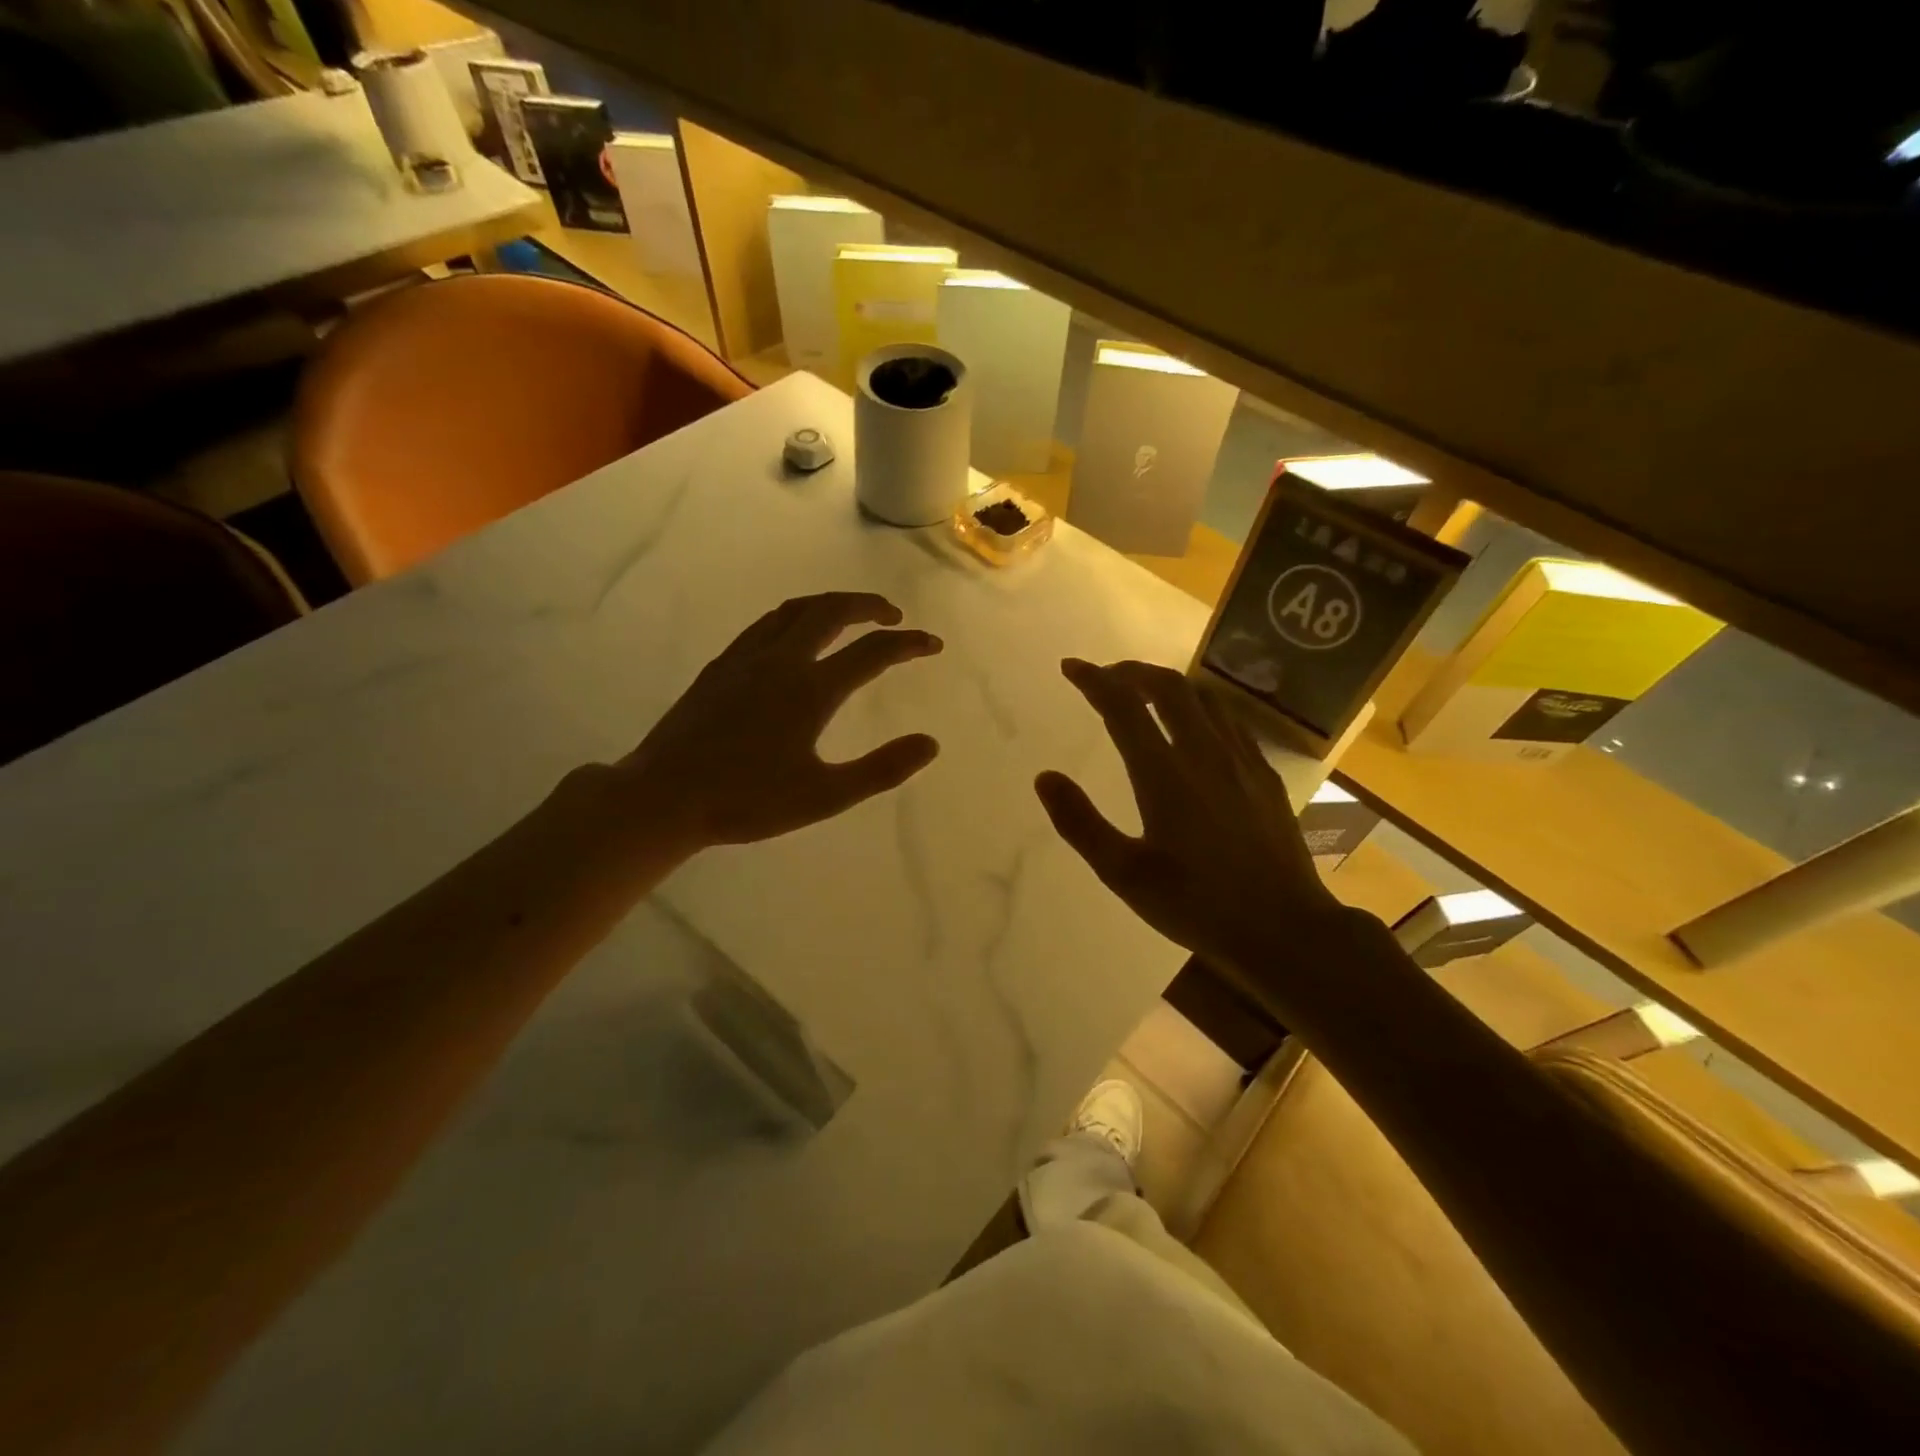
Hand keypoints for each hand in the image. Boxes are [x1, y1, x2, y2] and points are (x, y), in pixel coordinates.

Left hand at [615, 592, 941, 852]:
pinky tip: (792, 635)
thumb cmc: (746, 801)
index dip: (908, 645)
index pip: (872, 653)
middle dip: (867, 606)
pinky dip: (795, 617)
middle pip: (831, 611)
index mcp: (810, 690)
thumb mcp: (824, 796)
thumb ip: (881, 769)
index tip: (932, 644)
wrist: (663, 797)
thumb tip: (930, 744)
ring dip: (830, 605)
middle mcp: (780, 661)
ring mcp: (745, 659)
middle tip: (892, 616)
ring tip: (850, 615)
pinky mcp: (720, 667)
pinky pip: (766, 625)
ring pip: (794, 610)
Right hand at [1035, 659, 1343, 990]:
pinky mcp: (1265, 775)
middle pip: (1168, 687)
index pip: (1124, 707)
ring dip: (1168, 684)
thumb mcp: (1124, 875)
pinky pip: (1230, 720)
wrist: (1285, 930)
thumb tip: (1044, 777)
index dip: (1094, 680)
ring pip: (1204, 698)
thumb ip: (1080, 823)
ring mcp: (1241, 761)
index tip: (1070, 668)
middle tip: (1106, 678)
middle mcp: (1205, 754)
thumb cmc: (1196, 905)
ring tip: (1145, 694)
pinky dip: (1202, 706)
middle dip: (1131, 672)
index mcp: (1165, 775)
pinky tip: (1196, 725)